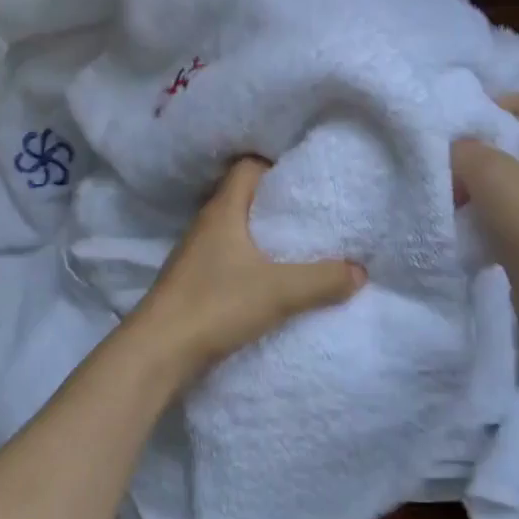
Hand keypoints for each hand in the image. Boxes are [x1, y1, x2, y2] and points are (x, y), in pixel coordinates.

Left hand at [130, 157, 365, 378]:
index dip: (278, 167)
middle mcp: (206, 224)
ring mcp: (196, 254)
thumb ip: (322, 280)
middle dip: (278, 204)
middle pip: (244, 198)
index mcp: (223, 210)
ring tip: (301, 247)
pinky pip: (229, 259)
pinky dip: (251, 262)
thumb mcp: (278, 292)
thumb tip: (360, 271)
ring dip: (264, 237)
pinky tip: (272, 280)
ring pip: (237, 231)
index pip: (248, 167)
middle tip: (315, 214)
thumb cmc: (216, 305)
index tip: (309, 180)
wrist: (158, 351)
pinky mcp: (194, 281)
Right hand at [451, 94, 518, 331]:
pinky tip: (473, 231)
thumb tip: (458, 152)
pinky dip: (495, 221)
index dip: (510, 101)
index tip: (478, 113)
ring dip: (488, 190)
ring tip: (458, 201)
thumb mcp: (488, 172)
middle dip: (489, 152)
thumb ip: (466, 152)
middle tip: (457, 163)